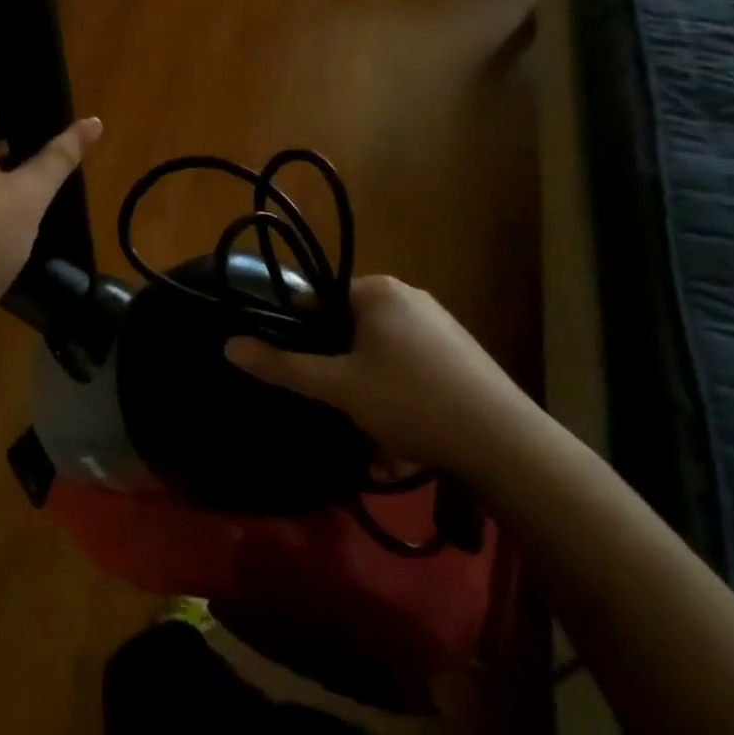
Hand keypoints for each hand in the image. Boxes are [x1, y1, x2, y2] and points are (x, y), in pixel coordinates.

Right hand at [225, 276, 538, 479]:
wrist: (504, 443)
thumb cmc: (410, 401)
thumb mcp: (338, 387)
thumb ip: (283, 366)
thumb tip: (229, 345)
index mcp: (377, 290)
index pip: (320, 299)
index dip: (304, 334)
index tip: (305, 372)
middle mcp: (409, 295)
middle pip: (351, 326)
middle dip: (340, 368)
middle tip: (338, 406)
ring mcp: (441, 323)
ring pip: (383, 351)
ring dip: (369, 387)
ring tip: (374, 433)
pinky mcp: (462, 353)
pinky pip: (413, 364)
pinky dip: (400, 392)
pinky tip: (406, 434)